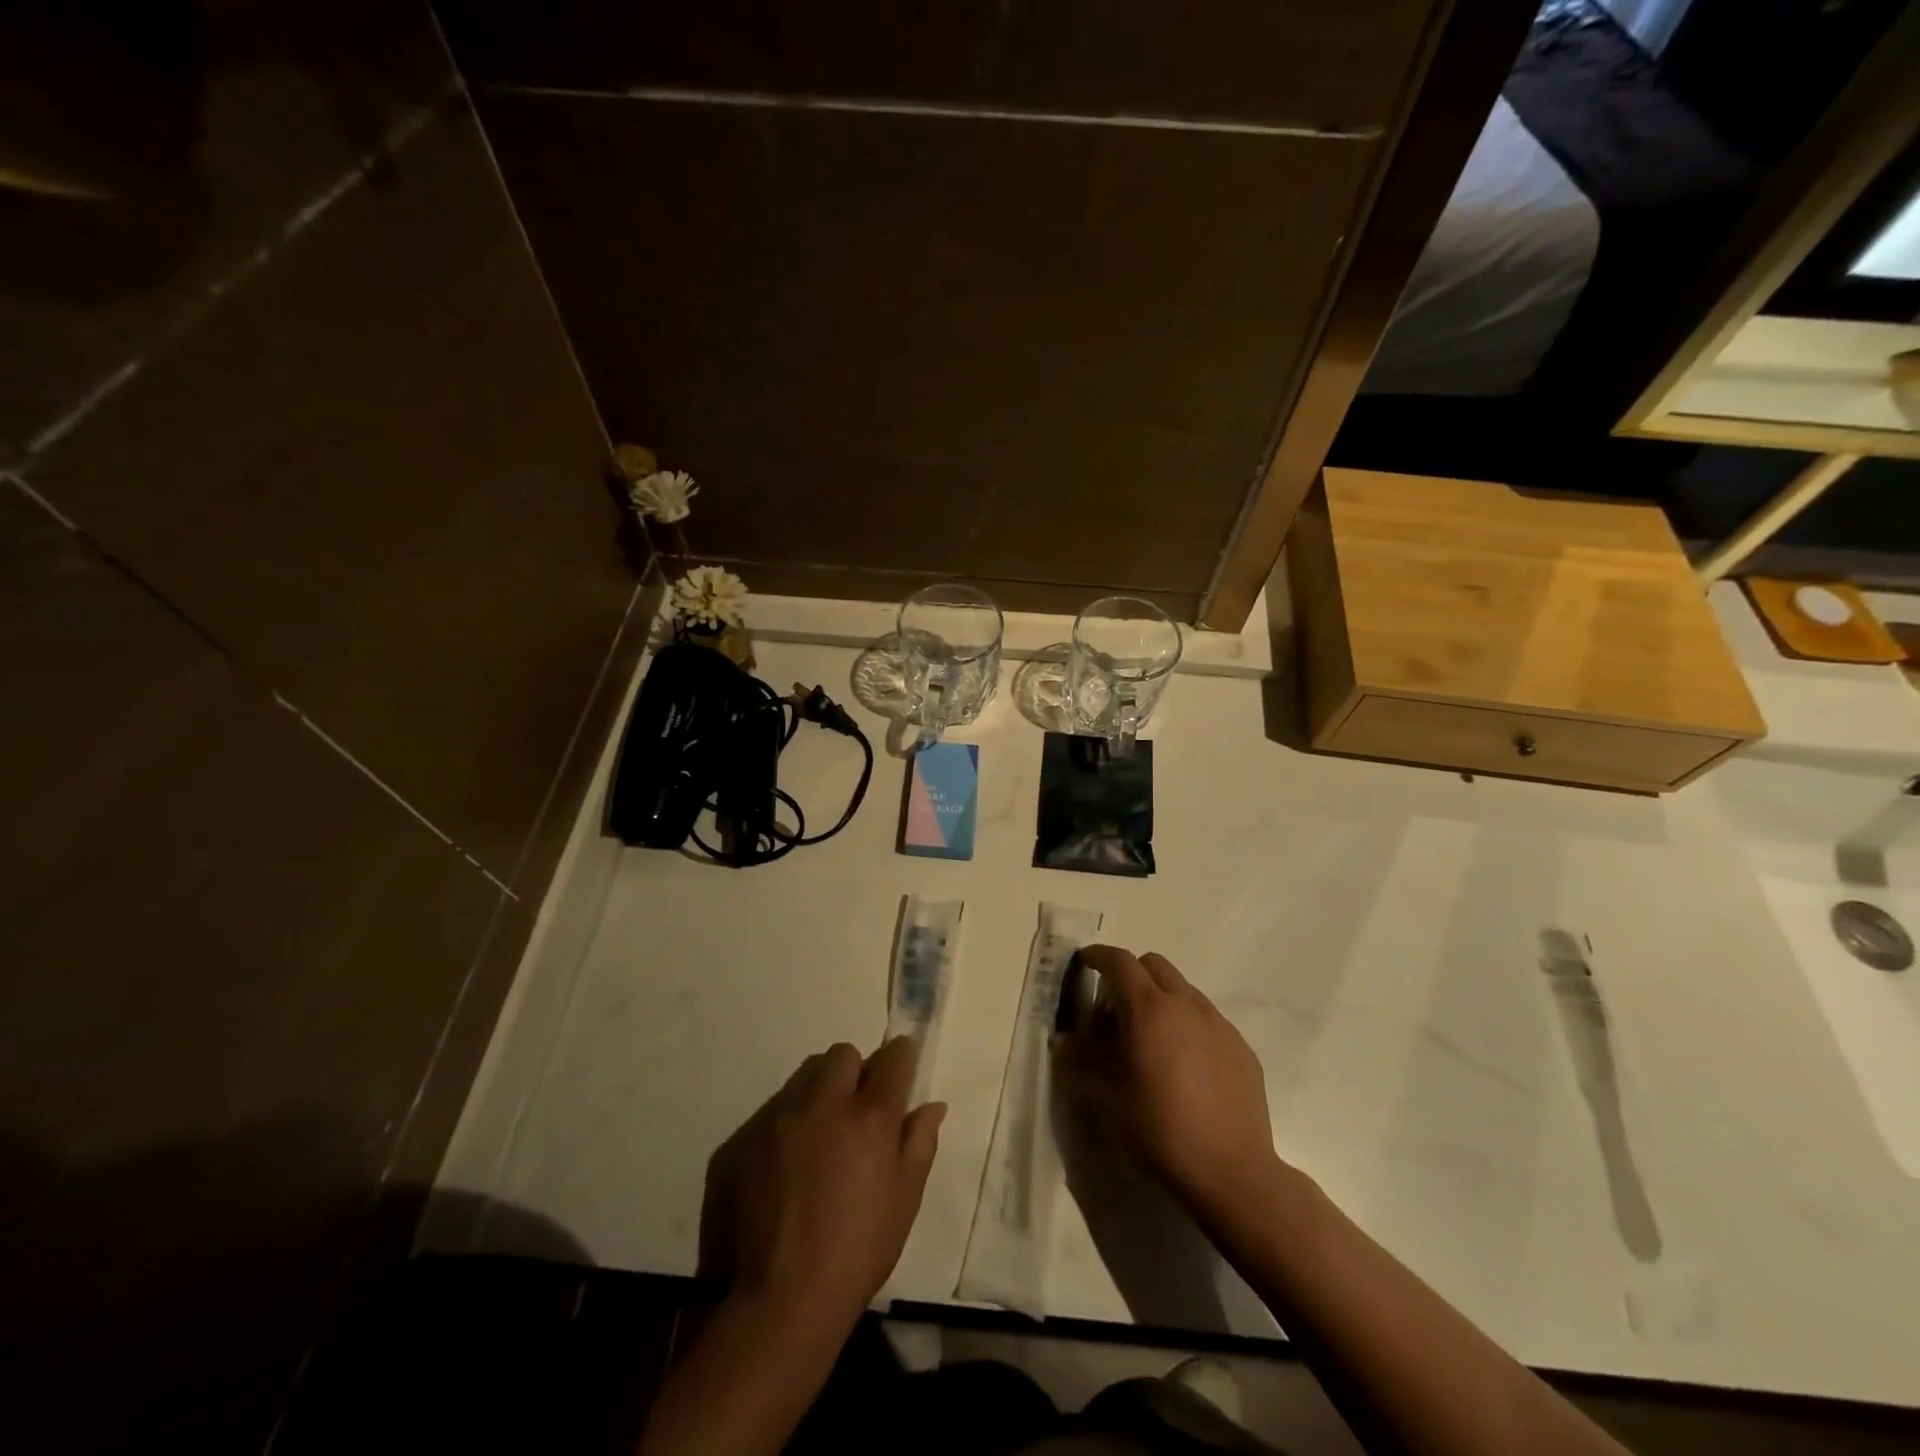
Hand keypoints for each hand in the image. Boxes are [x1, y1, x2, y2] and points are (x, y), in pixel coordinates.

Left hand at [698, 1037, 944, 1338]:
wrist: (777, 1303)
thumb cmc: (856, 1254)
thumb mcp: (904, 1202)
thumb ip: (919, 1144)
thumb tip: (931, 1106)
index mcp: (869, 1118)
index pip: (892, 1059)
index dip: (901, 1056)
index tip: (901, 1063)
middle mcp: (823, 1105)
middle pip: (842, 1055)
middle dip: (855, 1070)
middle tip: (856, 1108)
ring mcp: (778, 1119)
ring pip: (804, 1078)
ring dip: (819, 1093)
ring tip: (819, 1137)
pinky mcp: (742, 1139)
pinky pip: (772, 1112)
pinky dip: (786, 1126)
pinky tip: (786, 1167)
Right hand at [1057, 945, 1278, 1216]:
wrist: (1232, 1172)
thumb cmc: (1159, 1130)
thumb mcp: (1106, 1098)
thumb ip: (1080, 1060)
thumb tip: (1064, 1039)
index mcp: (1149, 1009)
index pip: (1119, 962)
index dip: (1098, 956)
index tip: (1084, 962)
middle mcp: (1186, 1004)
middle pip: (1154, 965)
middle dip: (1130, 974)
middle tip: (1114, 1009)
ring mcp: (1218, 1024)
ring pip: (1183, 989)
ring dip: (1160, 998)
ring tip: (1150, 1040)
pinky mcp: (1240, 1047)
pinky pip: (1207, 1018)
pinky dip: (1187, 1023)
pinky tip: (1184, 1065)